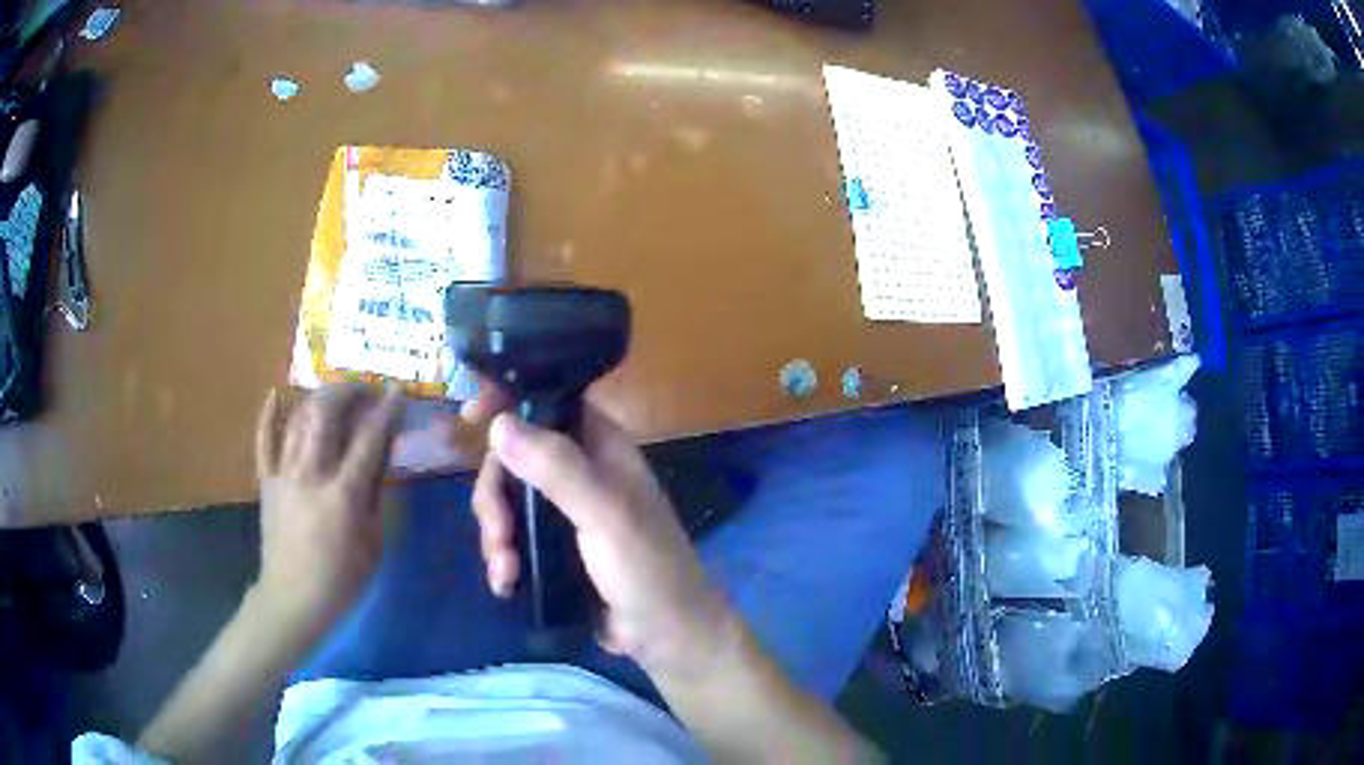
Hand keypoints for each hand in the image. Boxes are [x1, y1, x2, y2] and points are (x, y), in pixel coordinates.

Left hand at [254, 384, 403, 633]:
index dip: (386, 410)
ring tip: (336, 395)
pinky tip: (275, 395)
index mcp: (344, 495)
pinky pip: (264, 441)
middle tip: (366, 390)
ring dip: (319, 399)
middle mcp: (311, 475)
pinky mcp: (266, 482)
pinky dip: (268, 416)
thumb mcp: (373, 543)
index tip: (397, 391)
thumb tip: (383, 453)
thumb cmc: (341, 580)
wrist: (293, 601)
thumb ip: (377, 493)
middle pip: (327, 414)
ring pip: (299, 419)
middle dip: (349, 392)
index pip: (368, 439)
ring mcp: (284, 475)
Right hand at [471, 400, 738, 679]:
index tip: (470, 420)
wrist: (666, 636)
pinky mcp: (552, 548)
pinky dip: (501, 557)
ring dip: (495, 534)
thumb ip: (558, 468)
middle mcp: (580, 471)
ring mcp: (564, 511)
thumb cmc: (648, 568)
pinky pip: (511, 537)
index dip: (508, 403)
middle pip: (513, 457)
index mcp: (601, 447)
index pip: (548, 402)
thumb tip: (500, 424)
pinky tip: (506, 584)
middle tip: (498, 533)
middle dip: (494, 495)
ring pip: (506, 500)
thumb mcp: (606, 514)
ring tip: (505, 571)